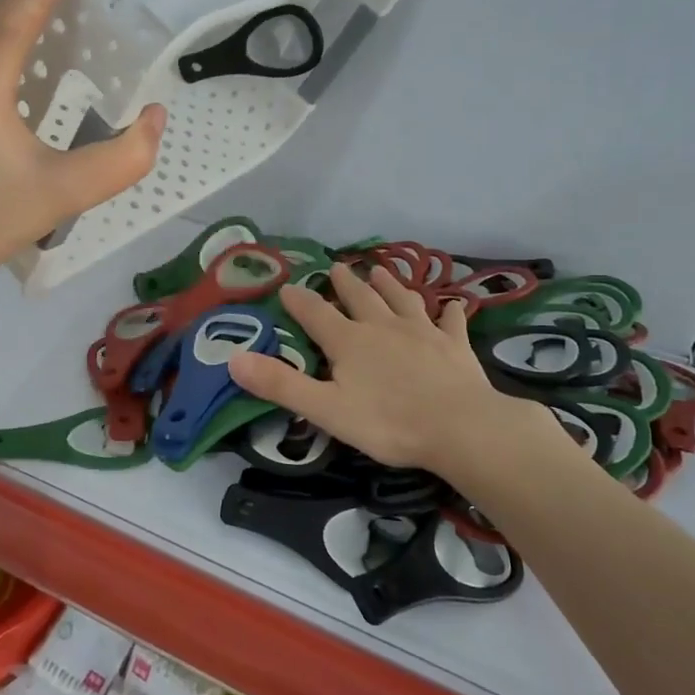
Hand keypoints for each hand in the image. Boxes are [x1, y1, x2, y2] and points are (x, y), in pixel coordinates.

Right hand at [228, 264, 527, 473]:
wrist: (460, 427)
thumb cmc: (388, 422)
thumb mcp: (325, 409)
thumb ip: (280, 383)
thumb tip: (233, 358)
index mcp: (350, 341)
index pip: (316, 314)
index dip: (299, 301)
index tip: (287, 287)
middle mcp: (384, 327)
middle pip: (361, 298)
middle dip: (345, 283)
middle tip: (338, 267)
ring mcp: (423, 333)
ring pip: (402, 300)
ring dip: (390, 285)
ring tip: (381, 271)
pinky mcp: (455, 346)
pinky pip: (450, 322)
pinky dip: (448, 312)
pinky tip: (451, 305)